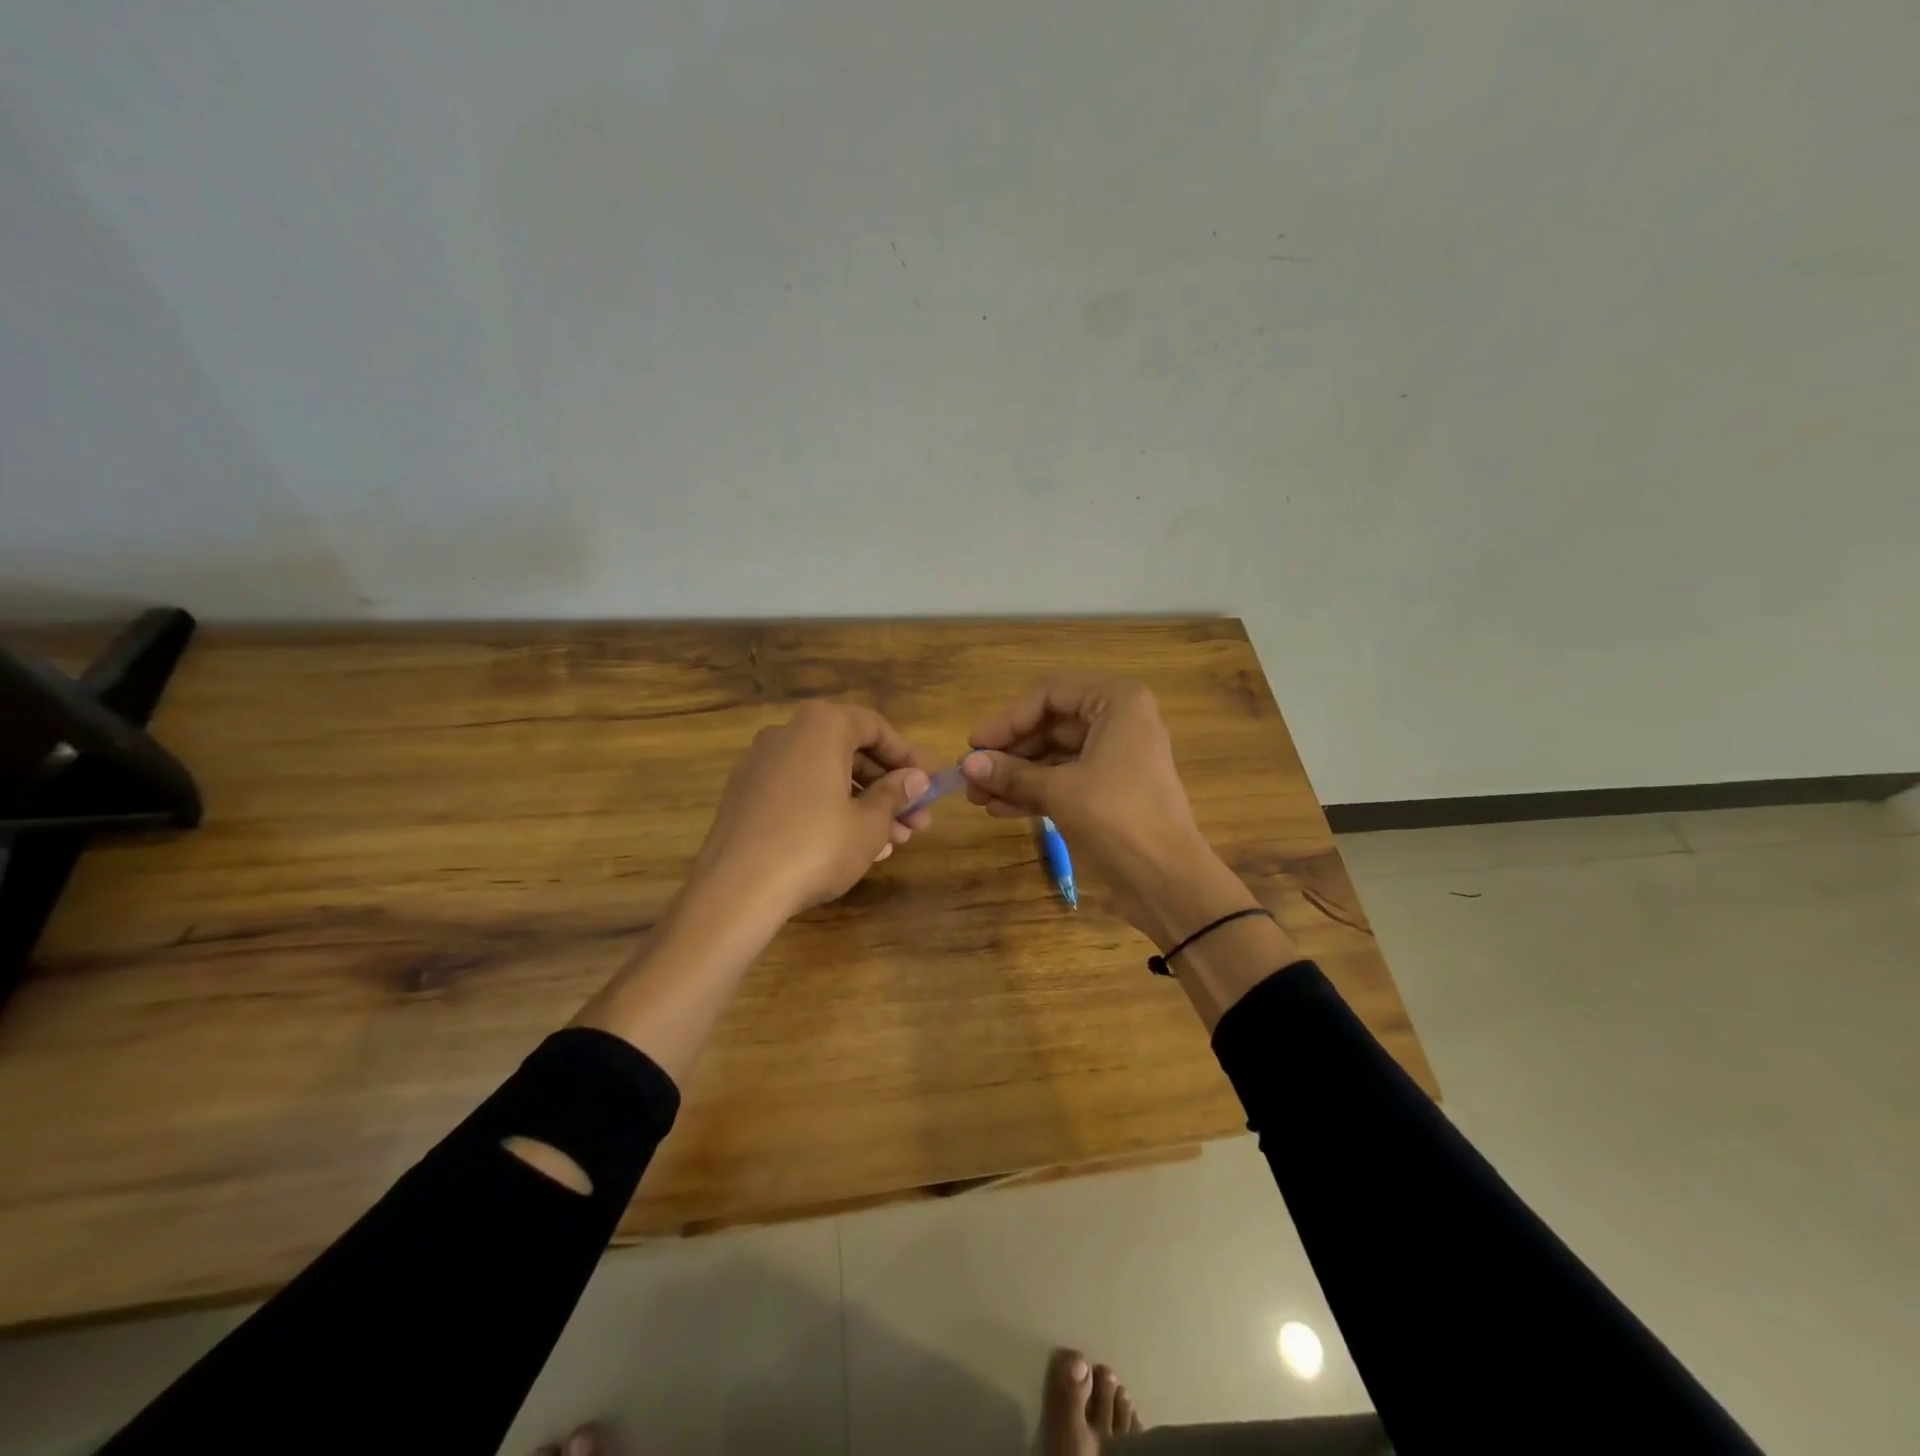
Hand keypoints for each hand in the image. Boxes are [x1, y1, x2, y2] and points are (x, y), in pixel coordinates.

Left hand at [687, 702, 937, 923]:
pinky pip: (801, 793)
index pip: (876, 728)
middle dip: (889, 788)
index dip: (908, 757)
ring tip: (895, 842)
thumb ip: (895, 794)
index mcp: (821, 727)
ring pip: (826, 776)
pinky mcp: (746, 796)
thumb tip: (915, 779)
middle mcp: (788, 734)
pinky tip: (855, 846)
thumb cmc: (816, 846)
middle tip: (918, 820)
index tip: (931, 783)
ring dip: (864, 805)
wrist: (736, 890)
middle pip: (850, 753)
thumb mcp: (869, 823)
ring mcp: (761, 765)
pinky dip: (831, 811)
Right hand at [962, 677, 1257, 946]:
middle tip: (970, 775)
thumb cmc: (1117, 818)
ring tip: (976, 797)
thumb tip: (966, 765)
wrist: (1167, 881)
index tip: (975, 745)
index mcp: (1117, 703)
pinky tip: (999, 809)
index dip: (1009, 719)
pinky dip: (1034, 792)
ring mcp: (1115, 758)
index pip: (1050, 694)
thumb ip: (1011, 774)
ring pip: (1054, 756)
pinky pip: (1064, 780)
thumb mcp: (1058, 791)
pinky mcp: (1110, 791)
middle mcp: (1118, 721)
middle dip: (1009, 752)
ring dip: (1015, 775)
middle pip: (1050, 725)